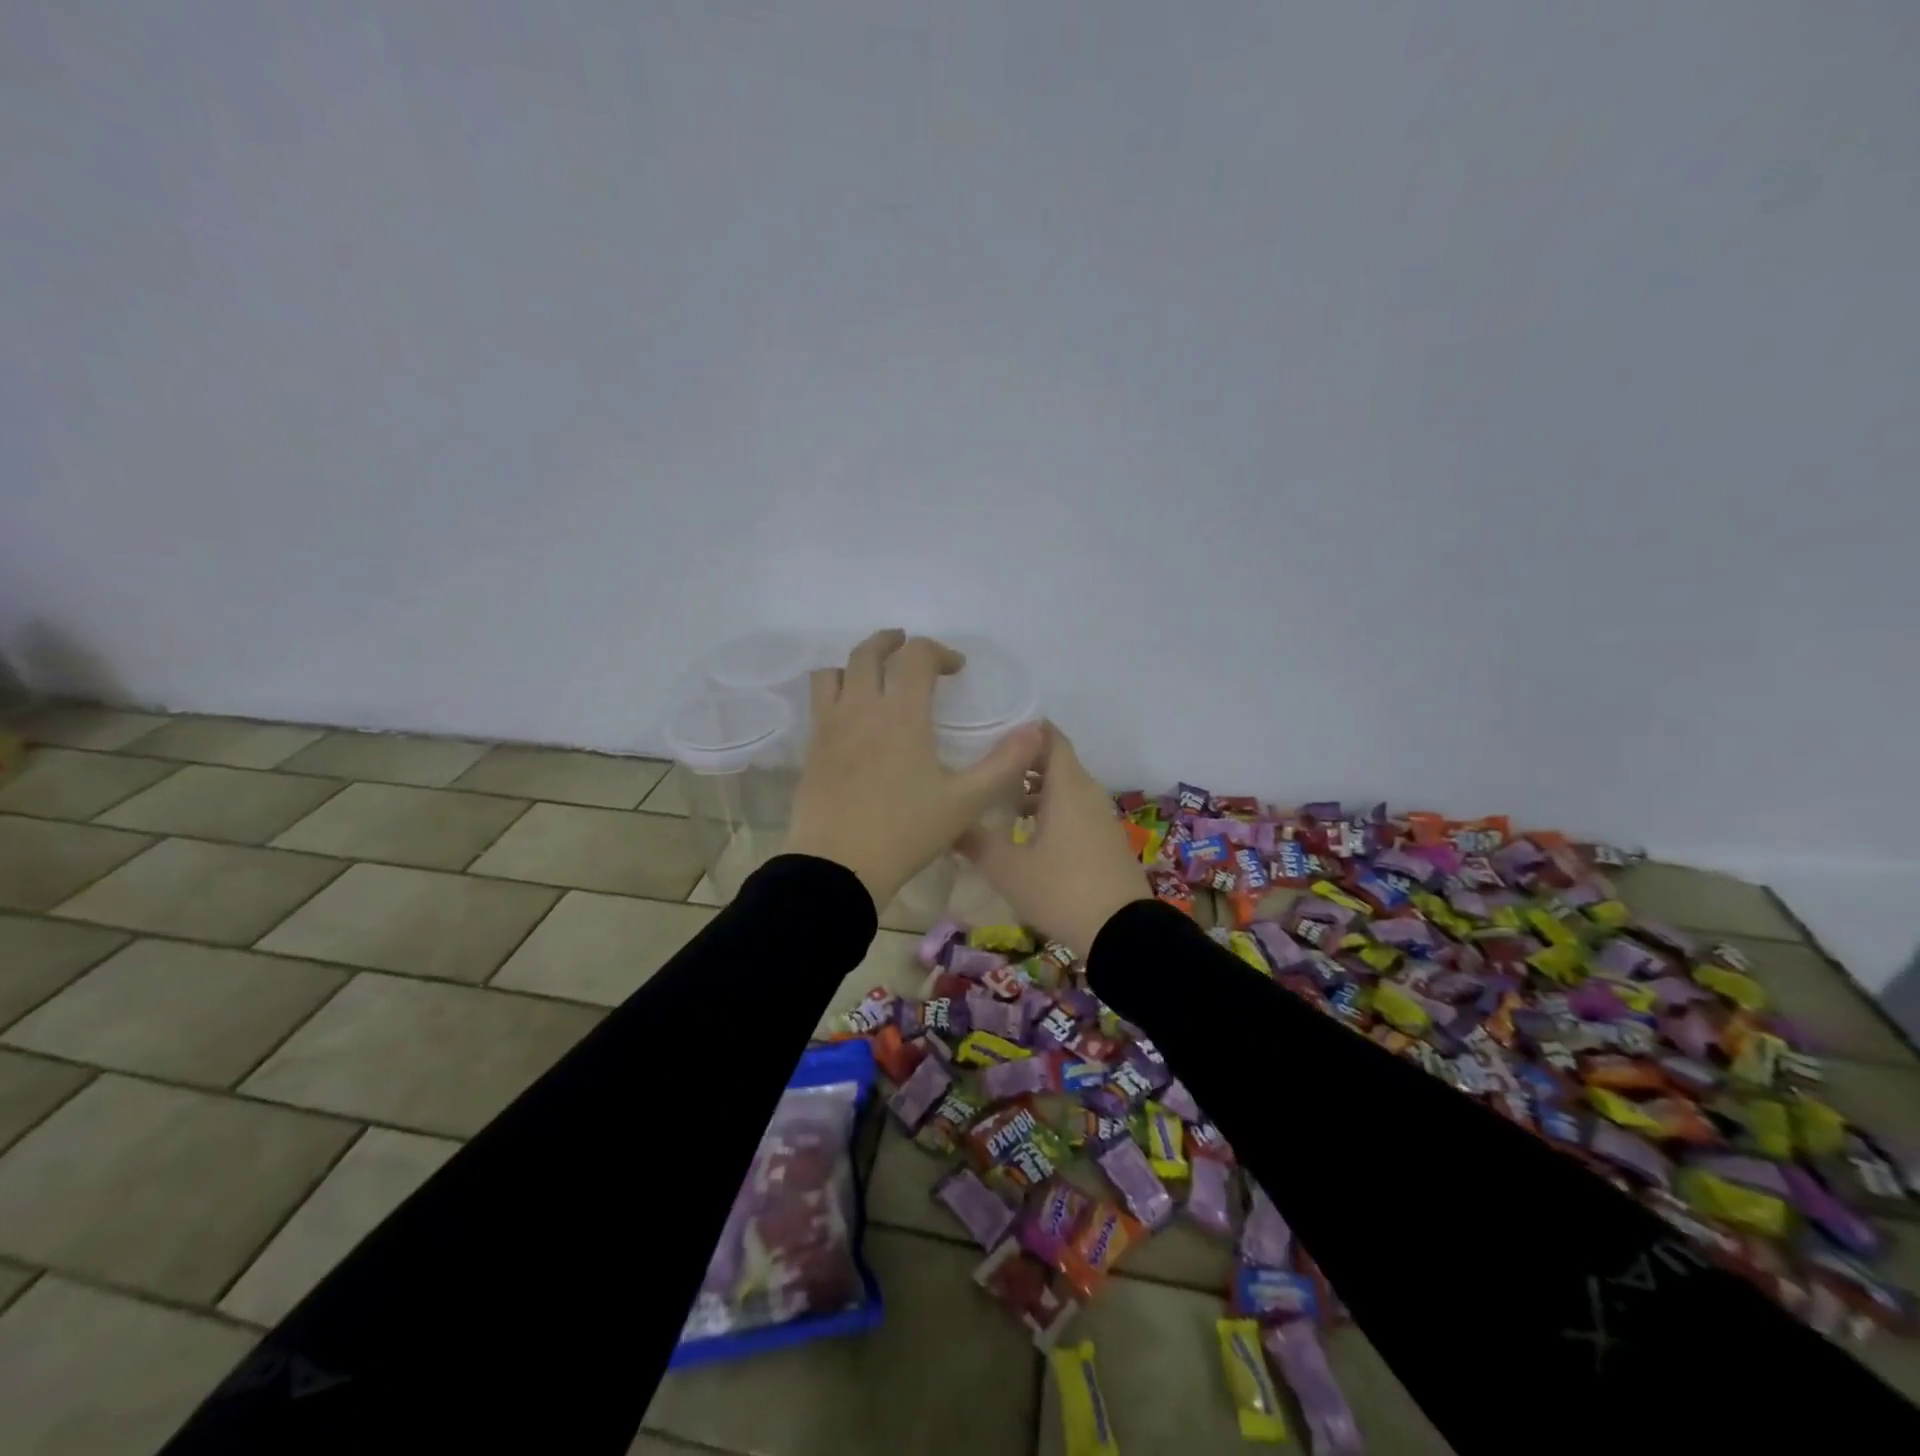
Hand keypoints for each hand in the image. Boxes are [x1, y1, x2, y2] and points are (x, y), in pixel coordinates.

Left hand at [784, 630, 1042, 909]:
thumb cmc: (906, 832)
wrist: (838, 866)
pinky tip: (851, 716)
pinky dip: (835, 691)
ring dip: (855, 663)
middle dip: (891, 642)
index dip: (939, 651)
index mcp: (902, 715)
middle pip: (868, 652)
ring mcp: (830, 727)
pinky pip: (818, 701)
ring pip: (834, 672)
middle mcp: (862, 709)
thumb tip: (1037, 730)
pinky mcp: (811, 748)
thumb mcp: (966, 802)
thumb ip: (1004, 764)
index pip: (917, 656)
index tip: (956, 669)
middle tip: (907, 646)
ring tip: (872, 675)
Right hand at [957, 723, 1152, 954]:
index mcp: (1067, 786)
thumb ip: (974, 841)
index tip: (989, 732)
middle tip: (984, 766)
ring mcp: (1100, 816)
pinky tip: (1025, 834)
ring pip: (1064, 787)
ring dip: (1034, 789)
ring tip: (997, 801)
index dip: (1021, 729)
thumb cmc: (1061, 890)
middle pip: (1054, 760)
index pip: (1049, 735)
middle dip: (1020, 760)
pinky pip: (1074, 809)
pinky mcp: (1105, 838)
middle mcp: (1087, 792)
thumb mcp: (1007, 869)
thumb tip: (949, 823)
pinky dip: (1050, 810)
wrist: (1123, 933)